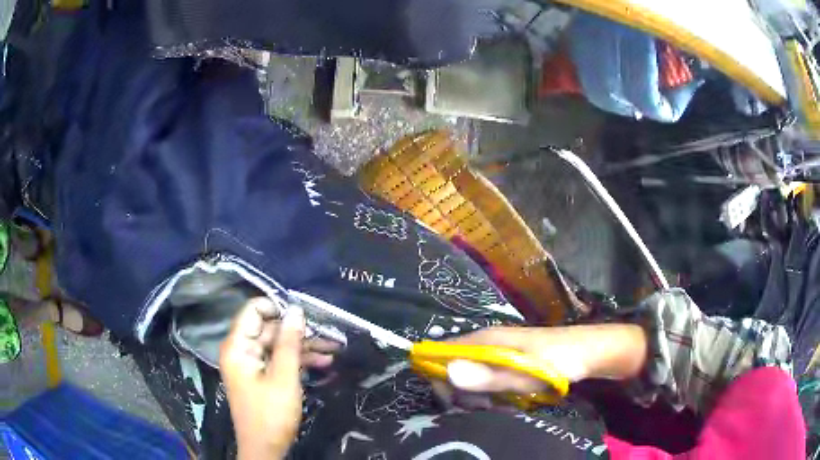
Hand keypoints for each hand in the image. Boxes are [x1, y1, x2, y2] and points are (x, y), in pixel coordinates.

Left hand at [219, 298, 339, 459]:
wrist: (266, 449)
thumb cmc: (271, 414)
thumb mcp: (284, 377)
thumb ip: (289, 342)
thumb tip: (296, 309)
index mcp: (237, 347)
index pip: (252, 311)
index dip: (277, 308)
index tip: (304, 313)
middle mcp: (241, 351)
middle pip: (269, 329)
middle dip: (298, 331)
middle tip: (328, 333)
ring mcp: (252, 365)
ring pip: (278, 346)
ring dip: (303, 347)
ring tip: (333, 348)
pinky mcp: (262, 377)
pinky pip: (279, 361)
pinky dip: (299, 361)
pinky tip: (323, 362)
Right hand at [443, 324, 646, 396]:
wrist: (591, 352)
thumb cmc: (560, 360)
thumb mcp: (526, 373)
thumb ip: (488, 376)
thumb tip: (447, 371)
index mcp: (486, 340)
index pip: (442, 353)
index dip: (439, 376)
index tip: (452, 401)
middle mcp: (487, 343)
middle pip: (454, 368)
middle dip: (462, 392)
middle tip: (484, 407)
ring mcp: (499, 353)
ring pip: (471, 377)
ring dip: (479, 396)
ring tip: (501, 405)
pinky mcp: (510, 362)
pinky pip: (488, 380)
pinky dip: (493, 394)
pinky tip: (508, 402)